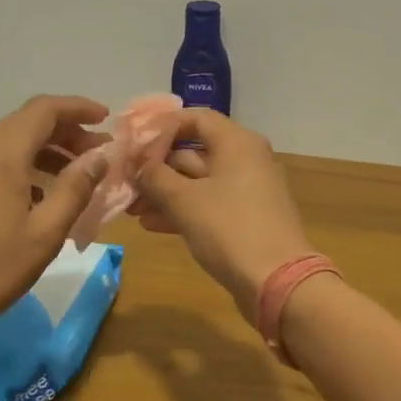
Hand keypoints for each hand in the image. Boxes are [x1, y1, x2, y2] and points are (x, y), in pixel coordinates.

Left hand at [0, 96, 110, 344]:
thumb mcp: (46, 231)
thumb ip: (76, 188)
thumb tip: (99, 157)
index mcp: (2, 154)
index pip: (44, 110)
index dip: (79, 108)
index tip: (106, 120)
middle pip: (26, 123)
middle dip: (66, 132)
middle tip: (97, 156)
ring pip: (9, 143)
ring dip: (45, 151)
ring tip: (74, 178)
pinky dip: (23, 167)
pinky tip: (39, 198)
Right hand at [135, 109, 315, 320]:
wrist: (276, 281)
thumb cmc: (229, 229)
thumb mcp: (184, 200)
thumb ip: (154, 176)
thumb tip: (137, 164)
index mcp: (237, 143)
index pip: (195, 119)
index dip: (161, 129)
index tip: (132, 146)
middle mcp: (246, 160)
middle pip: (194, 153)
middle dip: (156, 169)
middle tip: (124, 183)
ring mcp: (248, 191)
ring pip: (198, 183)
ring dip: (164, 193)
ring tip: (131, 209)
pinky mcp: (246, 219)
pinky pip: (209, 205)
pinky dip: (183, 211)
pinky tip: (152, 224)